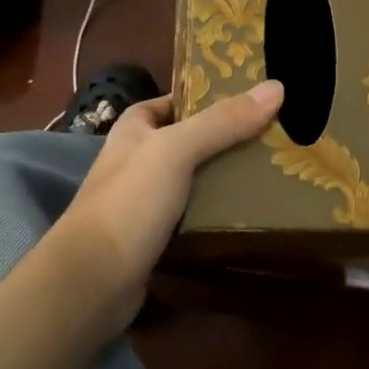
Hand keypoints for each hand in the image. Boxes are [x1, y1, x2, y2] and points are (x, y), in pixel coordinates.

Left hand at [51, 80, 283, 335]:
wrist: (92, 281)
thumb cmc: (129, 201)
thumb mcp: (177, 150)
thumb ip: (223, 121)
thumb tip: (277, 87)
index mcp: (135, 129)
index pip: (176, 100)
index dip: (209, 96)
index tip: (253, 98)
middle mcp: (138, 160)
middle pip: (191, 140)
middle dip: (228, 139)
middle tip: (275, 135)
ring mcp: (145, 201)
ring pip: (195, 179)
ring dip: (226, 177)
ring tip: (273, 170)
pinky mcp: (156, 237)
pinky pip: (194, 215)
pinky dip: (218, 212)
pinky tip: (250, 211)